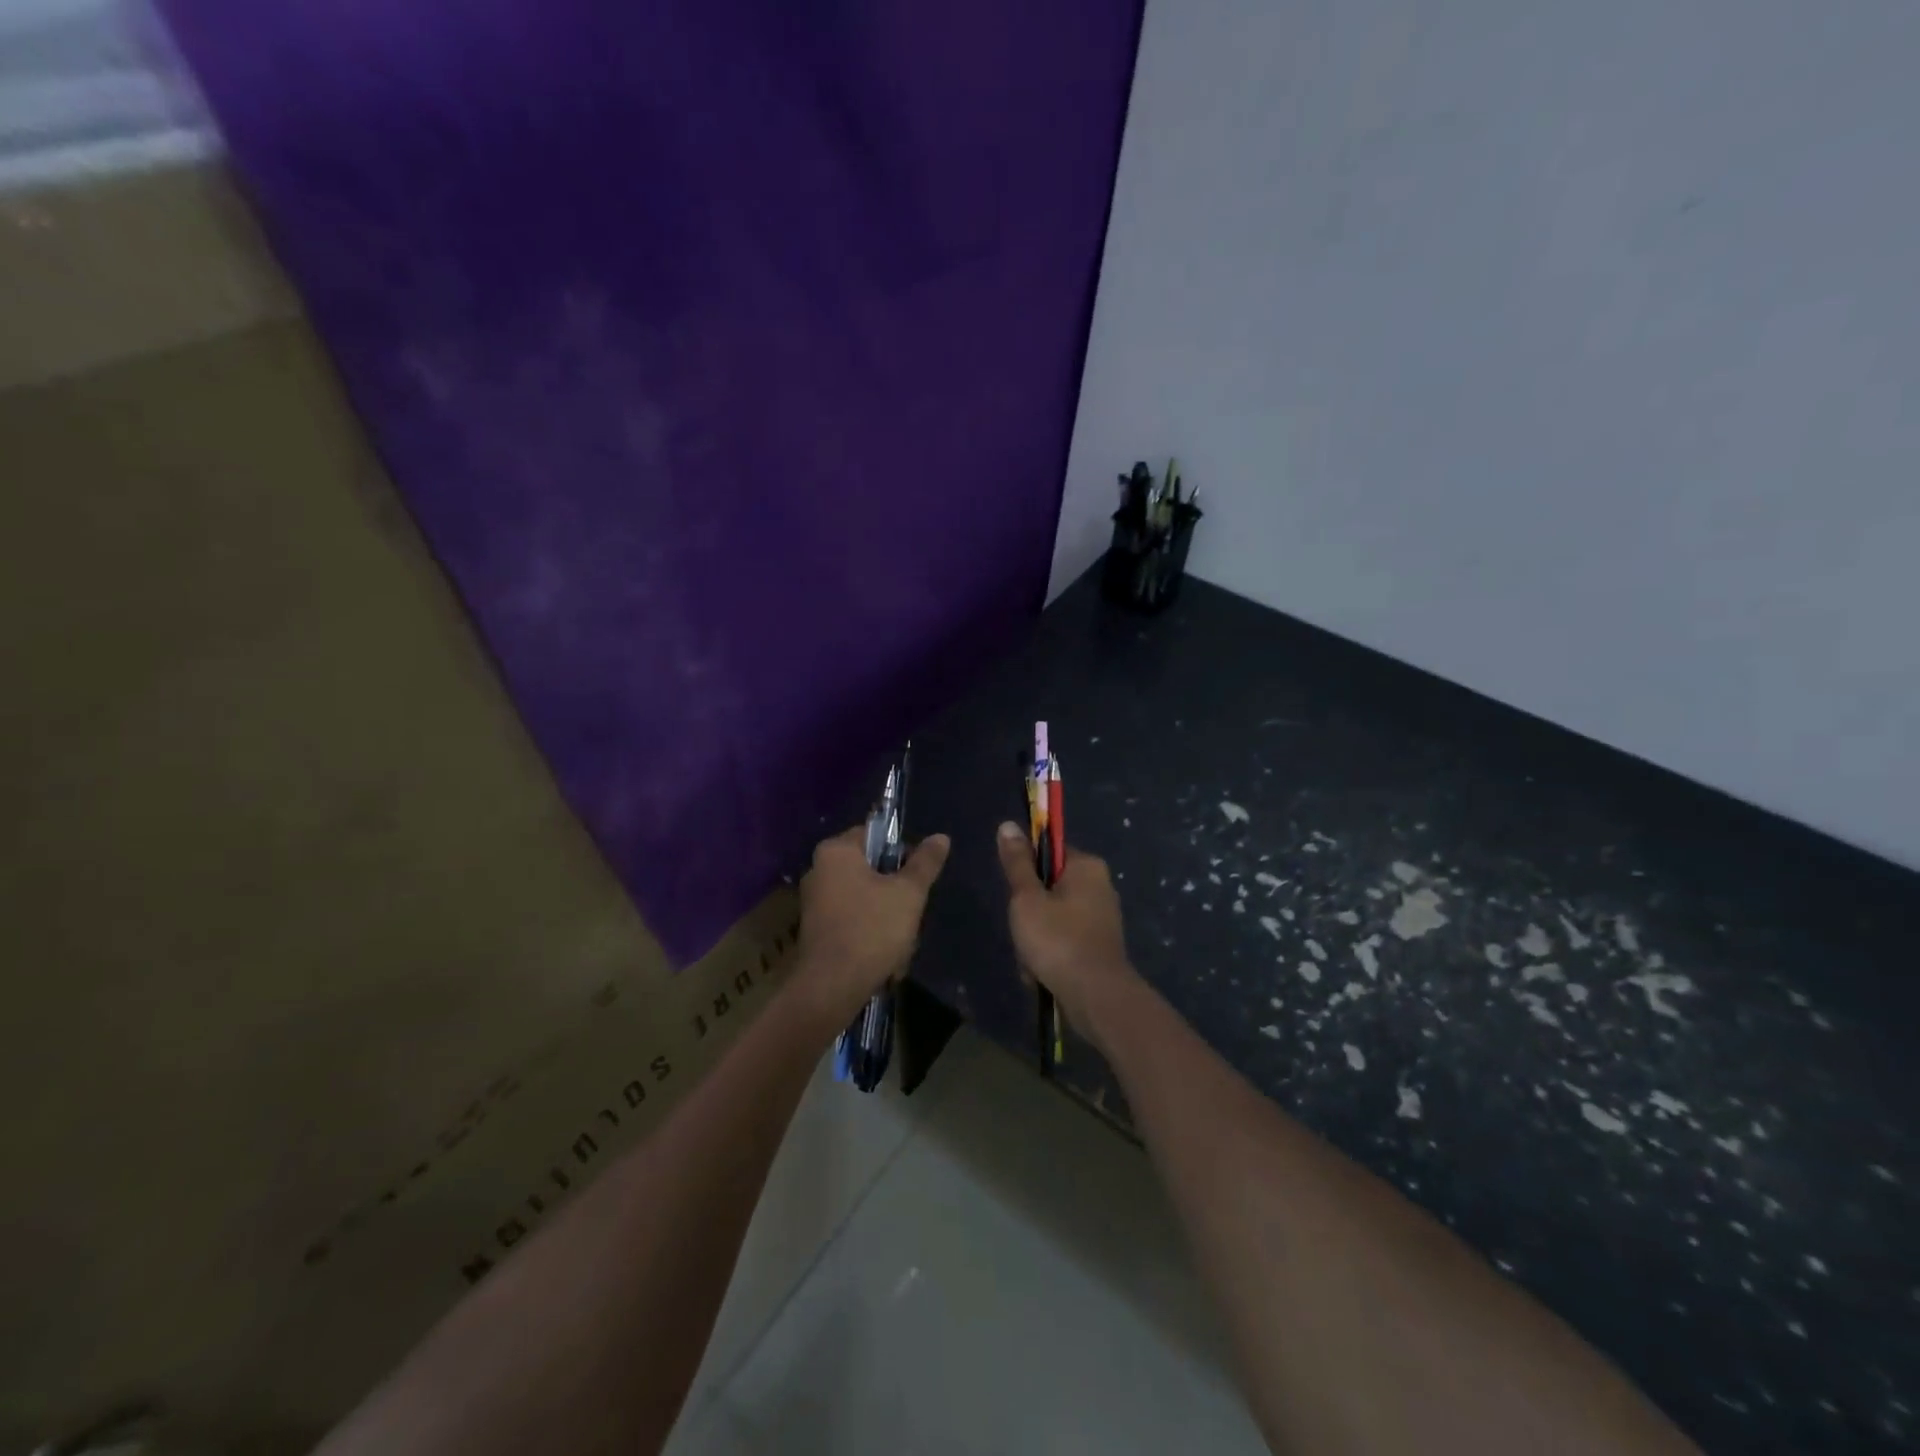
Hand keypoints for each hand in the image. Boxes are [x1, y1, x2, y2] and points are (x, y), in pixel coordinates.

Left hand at [795, 825, 949, 1023]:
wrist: (831, 987)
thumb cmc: (872, 929)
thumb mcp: (908, 893)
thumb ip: (925, 863)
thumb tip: (941, 837)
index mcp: (836, 851)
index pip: (874, 834)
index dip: (901, 851)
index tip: (917, 874)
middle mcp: (819, 870)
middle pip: (870, 868)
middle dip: (895, 890)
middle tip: (913, 910)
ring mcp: (814, 902)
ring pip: (864, 897)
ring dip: (887, 915)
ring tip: (903, 940)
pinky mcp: (816, 930)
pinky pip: (852, 919)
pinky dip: (870, 932)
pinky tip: (886, 956)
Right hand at [996, 822, 1139, 1050]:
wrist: (1096, 997)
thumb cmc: (1058, 940)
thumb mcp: (1027, 898)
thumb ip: (1017, 863)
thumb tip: (1008, 824)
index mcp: (1087, 867)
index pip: (1049, 852)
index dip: (1026, 870)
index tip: (1016, 893)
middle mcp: (1100, 886)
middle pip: (1048, 888)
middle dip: (1029, 913)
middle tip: (1023, 931)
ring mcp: (1102, 918)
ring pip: (1053, 918)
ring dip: (1035, 939)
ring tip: (1031, 960)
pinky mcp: (1100, 946)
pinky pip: (1064, 940)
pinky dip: (1050, 955)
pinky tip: (1041, 974)